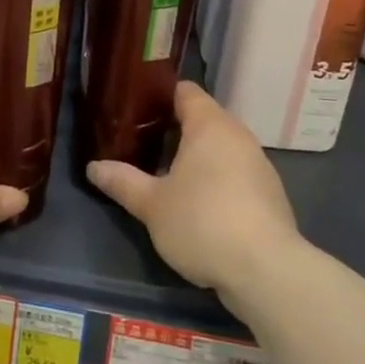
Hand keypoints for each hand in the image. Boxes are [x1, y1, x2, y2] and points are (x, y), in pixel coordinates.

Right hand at [87, 81, 300, 304]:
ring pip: (221, 149)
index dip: (160, 96)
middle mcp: (238, 136)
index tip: (136, 110)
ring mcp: (259, 165)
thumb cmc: (202, 223)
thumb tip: (94, 167)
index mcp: (210, 125)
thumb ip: (123, 182)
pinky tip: (199, 205)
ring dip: (198, 158)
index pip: (185, 91)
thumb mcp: (152, 205)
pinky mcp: (270, 195)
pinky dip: (217, 180)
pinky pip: (236, 174)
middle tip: (142, 145)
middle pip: (204, 119)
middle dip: (175, 130)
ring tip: (167, 176)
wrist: (267, 271)